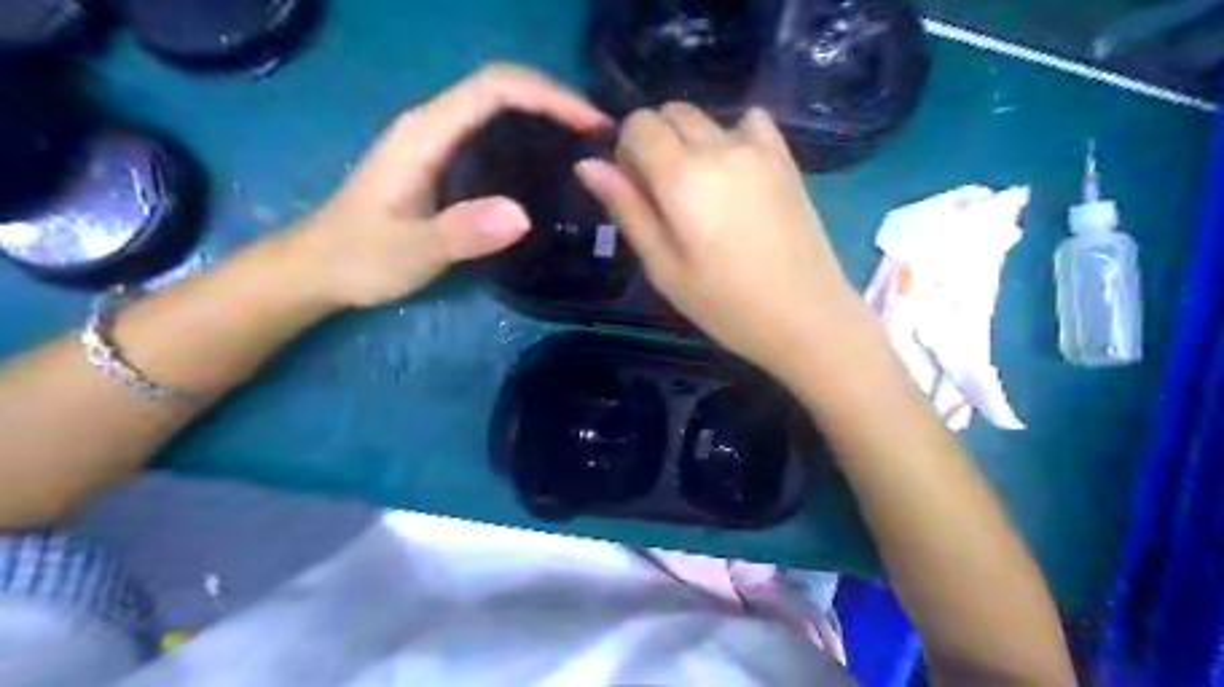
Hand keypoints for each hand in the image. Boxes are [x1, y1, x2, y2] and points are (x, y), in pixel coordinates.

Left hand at [288, 60, 610, 306]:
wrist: (319, 266)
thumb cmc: (362, 257)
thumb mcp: (412, 251)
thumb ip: (461, 232)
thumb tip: (523, 215)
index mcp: (426, 132)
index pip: (495, 88)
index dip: (549, 96)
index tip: (591, 125)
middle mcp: (432, 122)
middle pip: (502, 85)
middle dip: (556, 99)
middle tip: (600, 135)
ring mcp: (435, 138)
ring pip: (498, 104)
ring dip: (546, 112)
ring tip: (587, 144)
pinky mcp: (440, 158)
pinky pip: (492, 128)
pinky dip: (529, 132)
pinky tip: (549, 161)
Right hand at [581, 104, 863, 378]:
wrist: (805, 315)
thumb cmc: (724, 303)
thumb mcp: (662, 266)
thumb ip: (626, 208)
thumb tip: (587, 164)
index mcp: (681, 176)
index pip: (638, 124)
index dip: (626, 150)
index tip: (635, 189)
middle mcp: (719, 146)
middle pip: (671, 112)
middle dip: (656, 142)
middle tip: (666, 196)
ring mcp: (758, 148)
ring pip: (707, 118)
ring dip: (691, 142)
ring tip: (704, 193)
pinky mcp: (786, 158)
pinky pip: (750, 121)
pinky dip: (732, 136)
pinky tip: (736, 175)